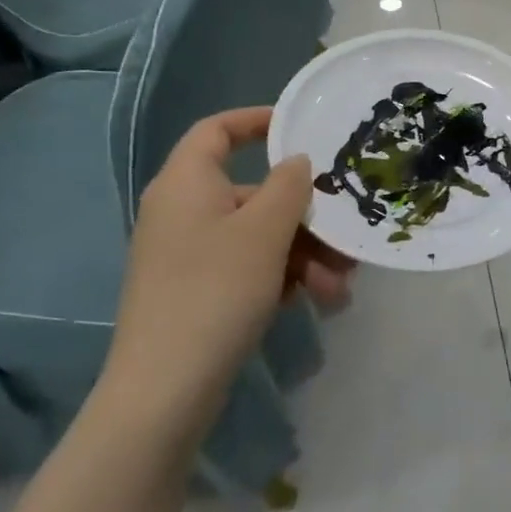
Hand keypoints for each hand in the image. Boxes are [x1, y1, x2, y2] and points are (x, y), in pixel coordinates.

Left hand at [99, 108, 352, 447]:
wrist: (165, 390)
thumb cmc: (216, 290)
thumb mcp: (265, 230)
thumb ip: (289, 185)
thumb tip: (296, 163)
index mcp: (186, 184)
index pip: (217, 130)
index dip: (257, 121)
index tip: (302, 130)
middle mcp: (183, 212)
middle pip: (253, 192)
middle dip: (306, 216)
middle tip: (345, 238)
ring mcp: (188, 254)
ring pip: (259, 235)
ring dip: (305, 254)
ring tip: (339, 287)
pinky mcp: (196, 291)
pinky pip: (248, 266)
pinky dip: (283, 277)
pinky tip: (315, 302)